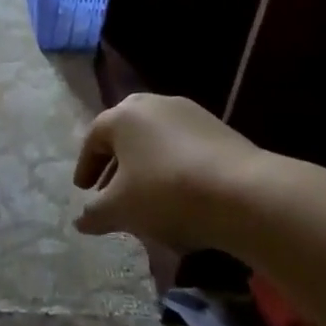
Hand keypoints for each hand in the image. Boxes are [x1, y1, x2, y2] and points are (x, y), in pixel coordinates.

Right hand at [72, 94, 267, 255]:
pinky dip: (172, 166)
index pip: (94, 137)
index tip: (83, 191)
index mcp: (123, 115)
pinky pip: (183, 146)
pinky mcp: (219, 129)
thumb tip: (81, 220)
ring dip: (145, 165)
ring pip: (156, 139)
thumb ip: (95, 213)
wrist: (244, 192)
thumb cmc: (166, 192)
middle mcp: (154, 104)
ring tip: (145, 196)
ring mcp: (190, 113)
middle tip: (110, 189)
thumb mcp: (121, 209)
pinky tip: (178, 194)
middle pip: (126, 133)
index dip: (85, 166)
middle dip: (115, 162)